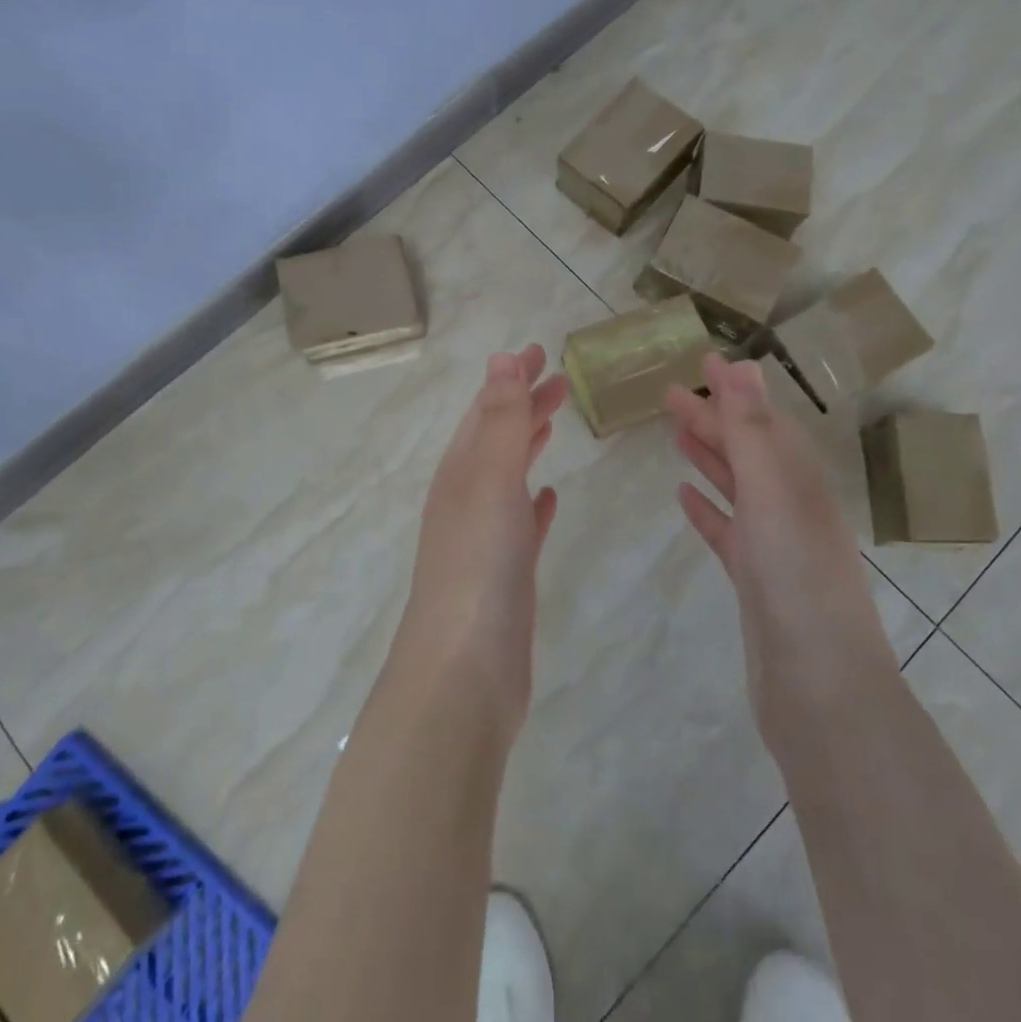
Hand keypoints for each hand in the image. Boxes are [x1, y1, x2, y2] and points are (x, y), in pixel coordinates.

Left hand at [394, 344, 568, 730]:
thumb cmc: (479, 564)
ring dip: (529, 444)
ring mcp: (484, 538)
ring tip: (555, 421)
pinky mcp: (505, 575)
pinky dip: (533, 501)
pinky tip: (548, 497)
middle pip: (497, 437)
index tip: (540, 351)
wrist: (464, 670)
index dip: (512, 378)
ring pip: (508, 476)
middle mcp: (466, 498)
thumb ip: (499, 420)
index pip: (486, 409)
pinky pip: (520, 523)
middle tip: (560, 380)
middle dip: (524, 404)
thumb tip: (500, 359)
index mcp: (460, 471)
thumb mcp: (489, 479)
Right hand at [667, 353, 894, 748]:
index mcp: (799, 479)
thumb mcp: (772, 490)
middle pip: (746, 449)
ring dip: (709, 457)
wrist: (818, 682)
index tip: (703, 362)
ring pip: (735, 487)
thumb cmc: (796, 575)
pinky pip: (726, 530)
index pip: (763, 420)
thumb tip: (742, 364)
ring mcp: (772, 543)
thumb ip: (751, 429)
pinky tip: (684, 497)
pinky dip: (706, 508)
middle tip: (669, 395)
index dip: (735, 391)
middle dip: (712, 419)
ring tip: (676, 434)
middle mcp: (789, 505)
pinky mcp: (754, 578)